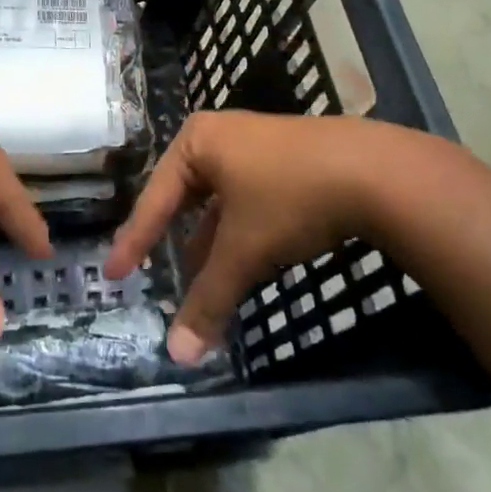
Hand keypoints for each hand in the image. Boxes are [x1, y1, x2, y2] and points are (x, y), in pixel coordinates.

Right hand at [104, 111, 469, 363]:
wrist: (376, 171)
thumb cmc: (289, 198)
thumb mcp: (243, 251)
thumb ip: (208, 299)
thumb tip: (179, 356)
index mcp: (197, 141)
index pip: (154, 199)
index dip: (134, 241)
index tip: (114, 273)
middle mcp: (222, 135)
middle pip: (185, 197)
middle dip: (174, 240)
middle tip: (153, 272)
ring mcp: (258, 144)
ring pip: (220, 201)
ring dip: (210, 242)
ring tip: (200, 279)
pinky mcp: (289, 160)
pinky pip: (248, 200)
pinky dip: (240, 232)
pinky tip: (244, 260)